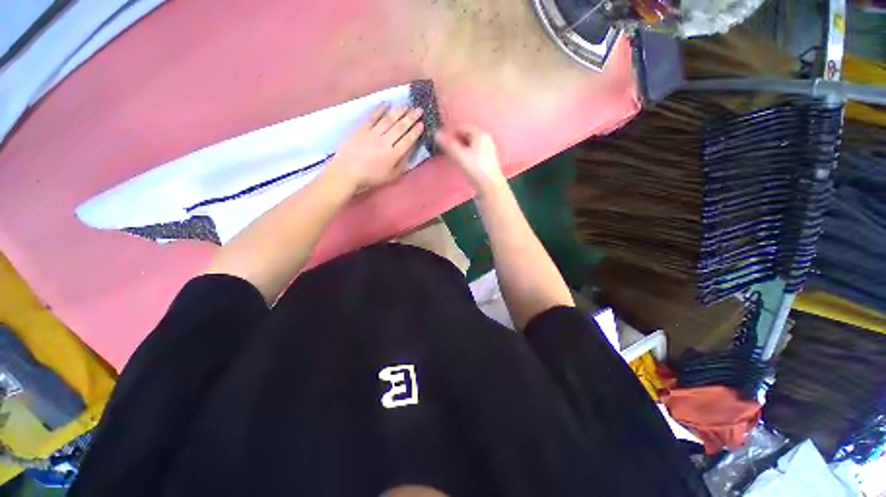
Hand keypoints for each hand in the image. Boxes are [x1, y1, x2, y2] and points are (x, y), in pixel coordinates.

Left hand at [326, 104, 424, 192]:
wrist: (347, 172)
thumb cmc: (371, 177)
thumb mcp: (391, 176)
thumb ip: (402, 164)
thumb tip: (409, 152)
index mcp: (394, 155)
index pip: (408, 140)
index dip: (416, 132)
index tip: (422, 124)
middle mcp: (386, 141)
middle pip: (400, 127)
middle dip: (411, 118)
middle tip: (419, 109)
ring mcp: (373, 134)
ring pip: (389, 120)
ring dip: (399, 112)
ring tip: (407, 106)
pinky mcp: (362, 130)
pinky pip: (373, 117)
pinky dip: (380, 109)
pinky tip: (386, 103)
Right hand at [435, 126, 506, 194]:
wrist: (490, 185)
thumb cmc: (476, 168)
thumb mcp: (460, 156)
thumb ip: (448, 145)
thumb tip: (436, 134)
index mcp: (480, 134)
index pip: (461, 127)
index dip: (450, 132)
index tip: (440, 139)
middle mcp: (485, 138)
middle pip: (466, 134)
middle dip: (455, 139)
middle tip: (445, 147)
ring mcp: (488, 148)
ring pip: (470, 143)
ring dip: (460, 146)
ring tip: (451, 153)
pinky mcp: (487, 158)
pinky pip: (474, 150)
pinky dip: (466, 152)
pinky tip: (461, 159)